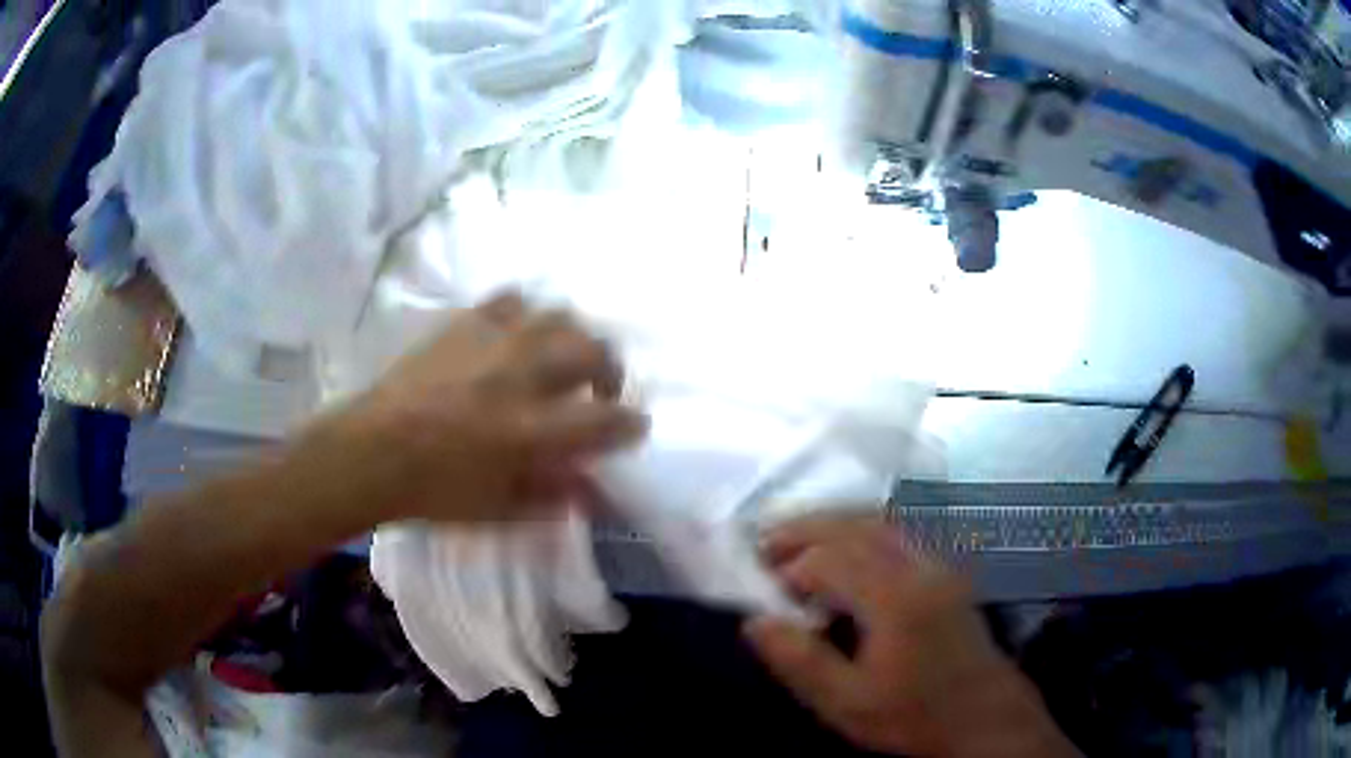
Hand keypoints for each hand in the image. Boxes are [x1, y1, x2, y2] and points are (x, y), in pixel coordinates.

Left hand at [336, 292, 648, 522]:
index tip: (633, 427)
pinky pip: (512, 301)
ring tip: (562, 357)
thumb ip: (550, 496)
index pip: (607, 418)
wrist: (371, 451)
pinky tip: (519, 334)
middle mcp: (523, 375)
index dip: (630, 423)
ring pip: (560, 316)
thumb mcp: (498, 510)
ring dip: (574, 338)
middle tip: (600, 390)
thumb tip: (588, 488)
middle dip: (611, 370)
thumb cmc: (434, 489)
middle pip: (595, 350)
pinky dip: (527, 316)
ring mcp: (494, 342)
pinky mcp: (466, 324)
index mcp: (534, 430)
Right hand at [744, 518, 1076, 756]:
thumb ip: (801, 662)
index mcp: (897, 599)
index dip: (789, 569)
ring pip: (879, 519)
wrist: (984, 717)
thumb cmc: (914, 715)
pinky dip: (861, 528)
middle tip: (764, 543)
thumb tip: (756, 621)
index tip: (764, 594)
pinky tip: (845, 549)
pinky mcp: (948, 570)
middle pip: (855, 524)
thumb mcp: (848, 704)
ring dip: (833, 523)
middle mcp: (921, 566)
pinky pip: (898, 530)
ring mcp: (940, 563)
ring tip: (796, 541)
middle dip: (805, 528)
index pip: (830, 560)